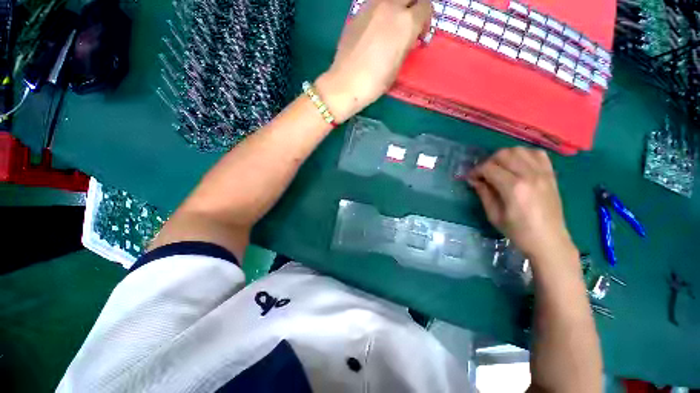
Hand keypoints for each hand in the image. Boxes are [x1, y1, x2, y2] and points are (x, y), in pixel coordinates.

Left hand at [315, 0, 431, 122]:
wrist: (346, 83)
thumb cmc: (375, 81)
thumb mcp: (398, 66)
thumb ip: (406, 45)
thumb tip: (408, 38)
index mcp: (406, 22)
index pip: (426, 7)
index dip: (425, 21)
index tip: (419, 36)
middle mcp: (390, 6)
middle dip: (413, 8)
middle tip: (408, 27)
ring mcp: (372, 6)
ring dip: (396, 8)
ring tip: (390, 28)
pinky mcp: (358, 12)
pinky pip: (375, 5)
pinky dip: (380, 13)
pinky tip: (374, 31)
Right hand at [468, 147, 576, 260]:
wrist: (549, 241)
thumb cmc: (518, 231)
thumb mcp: (494, 215)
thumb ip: (483, 193)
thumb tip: (474, 180)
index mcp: (513, 188)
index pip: (489, 168)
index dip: (476, 171)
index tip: (471, 178)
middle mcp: (529, 175)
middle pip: (503, 154)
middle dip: (488, 161)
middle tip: (484, 174)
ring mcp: (543, 173)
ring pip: (519, 150)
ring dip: (505, 156)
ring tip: (500, 168)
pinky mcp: (551, 174)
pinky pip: (537, 153)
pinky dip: (524, 155)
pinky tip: (518, 165)